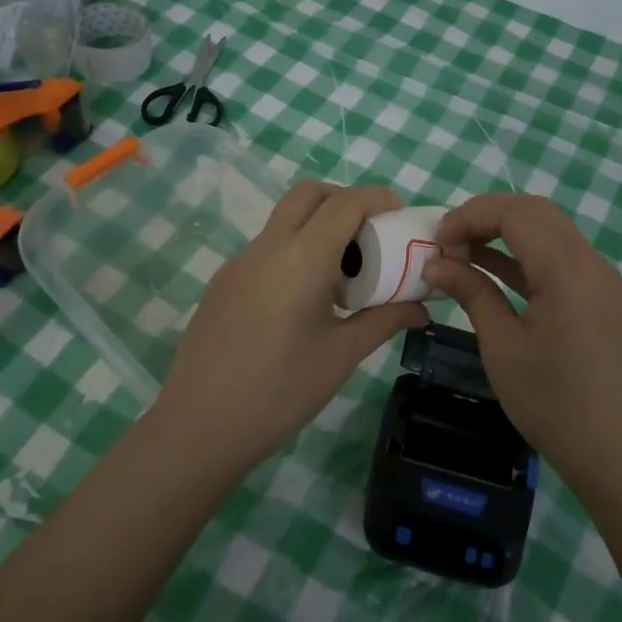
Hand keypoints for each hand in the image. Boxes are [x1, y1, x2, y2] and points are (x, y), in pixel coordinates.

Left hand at [152, 182, 428, 474]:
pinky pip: (266, 247)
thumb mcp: (342, 355)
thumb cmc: (280, 391)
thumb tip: (422, 308)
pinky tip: (301, 299)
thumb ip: (384, 321)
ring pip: (284, 219)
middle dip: (344, 199)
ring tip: (340, 272)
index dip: (377, 197)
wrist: (199, 427)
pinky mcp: (222, 281)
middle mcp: (268, 246)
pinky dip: (293, 250)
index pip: (345, 203)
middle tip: (369, 233)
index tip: (400, 213)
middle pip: (309, 194)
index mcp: (302, 257)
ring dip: (317, 225)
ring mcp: (239, 261)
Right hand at [425, 194, 621, 489]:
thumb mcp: (502, 347)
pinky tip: (491, 269)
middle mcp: (588, 260)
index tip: (436, 240)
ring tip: (462, 251)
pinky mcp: (599, 296)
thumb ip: (472, 293)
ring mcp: (599, 278)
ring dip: (505, 231)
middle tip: (448, 240)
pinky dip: (525, 253)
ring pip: (548, 229)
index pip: (514, 213)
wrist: (620, 454)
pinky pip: (559, 255)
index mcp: (565, 268)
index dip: (470, 216)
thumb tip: (435, 264)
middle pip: (534, 211)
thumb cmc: (554, 403)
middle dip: (486, 216)